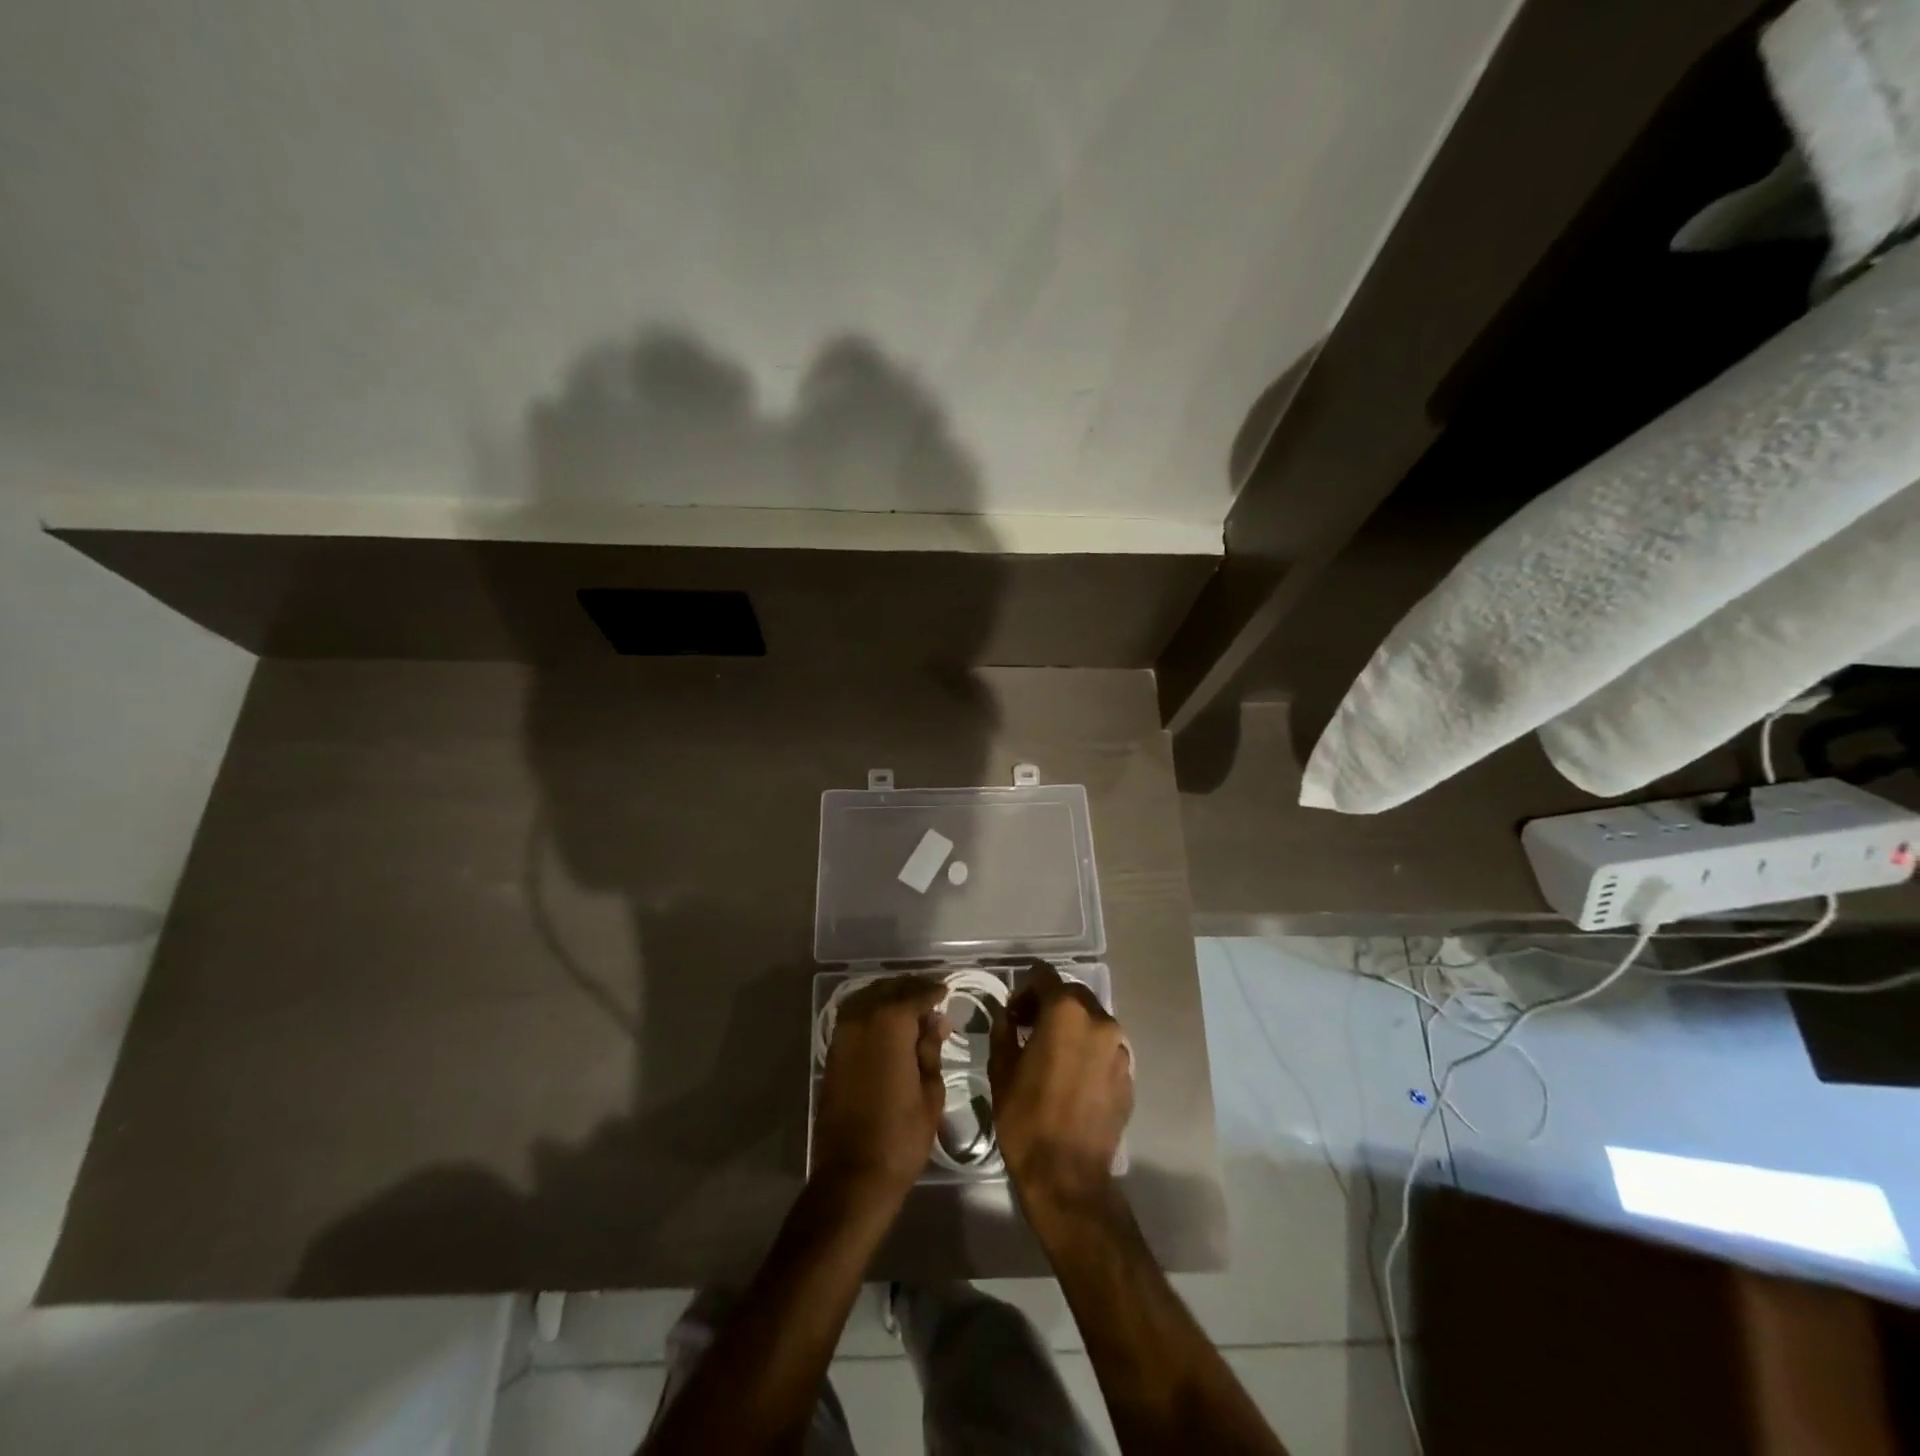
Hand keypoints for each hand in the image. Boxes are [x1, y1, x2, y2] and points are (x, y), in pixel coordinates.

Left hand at [812, 976, 948, 1204]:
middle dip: (911, 989)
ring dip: (888, 997)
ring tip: (910, 1008)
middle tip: (931, 998)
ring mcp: (842, 1034)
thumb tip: (935, 1021)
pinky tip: (886, 1025)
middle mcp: (862, 1019)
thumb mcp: (930, 1091)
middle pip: (889, 989)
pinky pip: (854, 1016)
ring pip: (867, 998)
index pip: (916, 994)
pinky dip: (871, 1011)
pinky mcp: (832, 1052)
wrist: (853, 1174)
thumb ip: (930, 1049)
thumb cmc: (901, 1135)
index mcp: (890, 1023)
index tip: (946, 991)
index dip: (934, 991)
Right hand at [990, 963, 1133, 1215]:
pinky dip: (1088, 1053)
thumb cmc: (1026, 1117)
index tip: (1014, 1014)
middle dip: (1050, 1005)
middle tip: (1029, 1030)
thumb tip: (1008, 1016)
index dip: (1024, 989)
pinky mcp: (1129, 1076)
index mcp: (1066, 1012)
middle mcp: (1100, 1021)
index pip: (1044, 976)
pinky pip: (1105, 1051)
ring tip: (1052, 1056)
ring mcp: (1120, 1049)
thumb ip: (1004, 1030)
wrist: (1067, 1176)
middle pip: (1072, 995)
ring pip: (1092, 1022)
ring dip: (1071, 1028)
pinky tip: (1072, 1080)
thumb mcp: (1001, 1069)